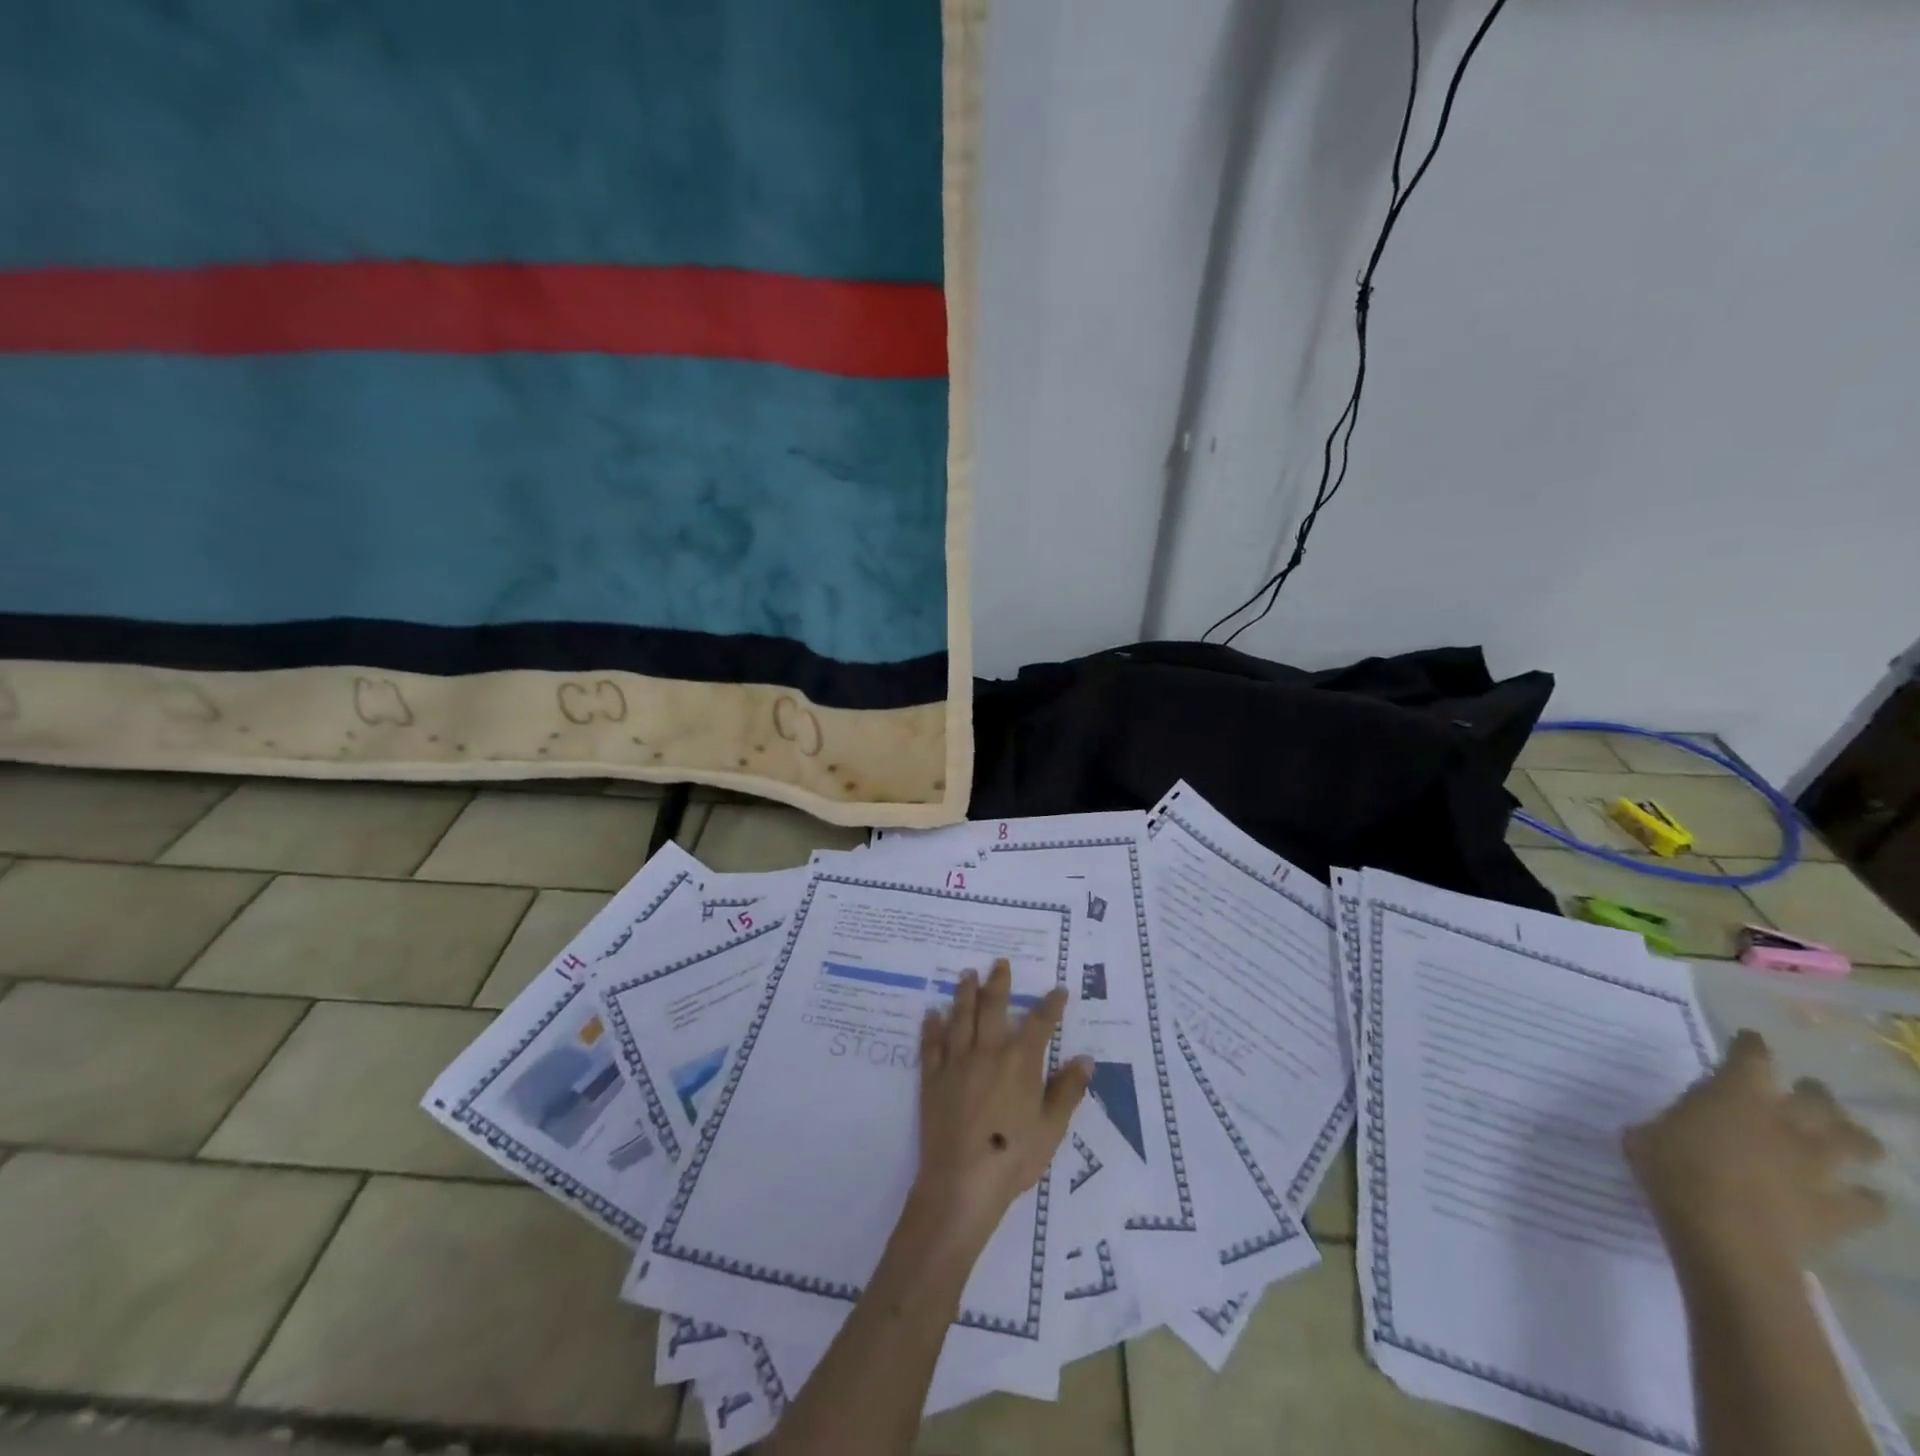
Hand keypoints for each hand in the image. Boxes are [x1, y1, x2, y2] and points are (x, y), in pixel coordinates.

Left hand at [911, 959, 1091, 1249]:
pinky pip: (931, 1044)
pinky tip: (931, 1013)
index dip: (1051, 1005)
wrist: (962, 1181)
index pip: (1040, 1023)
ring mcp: (957, 1061)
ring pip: (961, 1017)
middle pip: (993, 1006)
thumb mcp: (1052, 1128)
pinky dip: (932, 1026)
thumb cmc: (1014, 1156)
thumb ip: (1068, 1091)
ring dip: (965, 993)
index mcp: (1020, 1061)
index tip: (1058, 990)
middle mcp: (988, 1050)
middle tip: (999, 962)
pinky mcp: (933, 1077)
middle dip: (999, 983)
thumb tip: (1085, 1058)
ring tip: (966, 974)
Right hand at [1624, 1030, 1886, 1269]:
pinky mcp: (1838, 1210)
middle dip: (1816, 1093)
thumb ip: (1666, 1125)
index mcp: (1733, 1095)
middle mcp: (1784, 1122)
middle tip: (1809, 1092)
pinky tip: (1857, 1199)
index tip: (1749, 1040)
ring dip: (1855, 1140)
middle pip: (1818, 1099)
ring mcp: (1817, 1167)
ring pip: (1858, 1144)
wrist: (1726, 1235)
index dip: (1750, 1046)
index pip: (1751, 1056)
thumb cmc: (1672, 1170)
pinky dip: (1865, 1199)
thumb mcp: (1645, 1137)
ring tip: (1848, 1141)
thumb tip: (1672, 1131)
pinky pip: (1869, 1203)